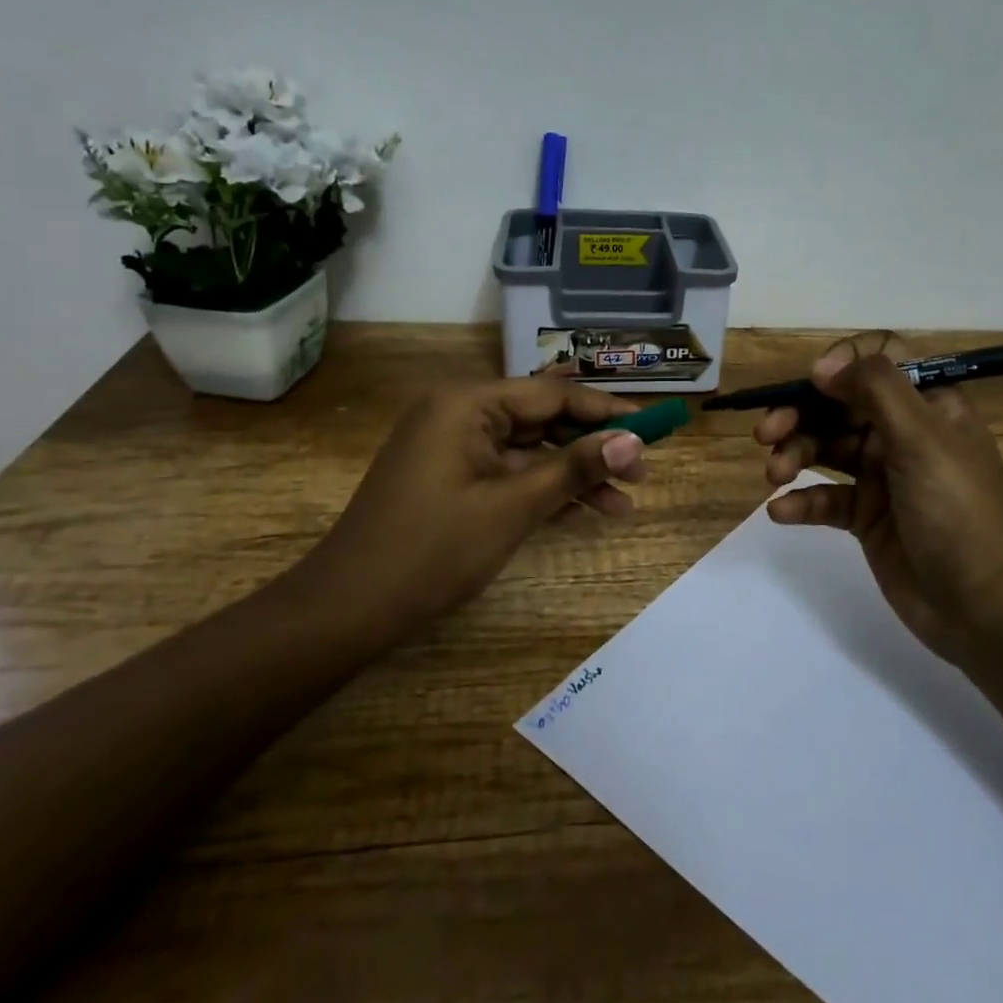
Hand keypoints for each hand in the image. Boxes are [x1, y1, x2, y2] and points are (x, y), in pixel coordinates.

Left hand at [307, 373, 650, 644]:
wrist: (349, 608)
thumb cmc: (433, 549)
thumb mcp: (514, 507)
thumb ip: (575, 469)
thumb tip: (635, 441)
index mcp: (468, 403)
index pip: (553, 395)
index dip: (606, 412)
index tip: (653, 428)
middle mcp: (459, 412)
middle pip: (542, 420)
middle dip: (592, 449)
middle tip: (641, 476)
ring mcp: (452, 445)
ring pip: (528, 450)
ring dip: (572, 476)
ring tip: (622, 507)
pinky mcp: (450, 476)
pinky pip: (507, 471)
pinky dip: (541, 490)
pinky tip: (581, 511)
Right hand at [756, 332, 1002, 661]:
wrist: (984, 606)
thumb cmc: (957, 509)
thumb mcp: (922, 437)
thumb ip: (875, 389)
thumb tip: (824, 366)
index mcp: (926, 405)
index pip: (878, 361)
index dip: (841, 365)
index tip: (813, 384)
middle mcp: (902, 433)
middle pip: (839, 406)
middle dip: (800, 414)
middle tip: (766, 434)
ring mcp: (883, 477)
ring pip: (826, 450)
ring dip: (794, 455)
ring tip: (774, 477)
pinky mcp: (867, 518)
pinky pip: (825, 498)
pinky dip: (801, 502)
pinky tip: (781, 512)